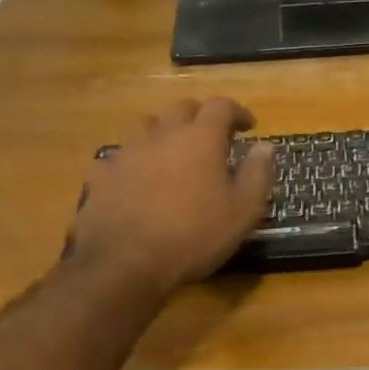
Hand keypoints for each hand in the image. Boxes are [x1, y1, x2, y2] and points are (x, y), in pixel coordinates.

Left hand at [67, 99, 274, 291]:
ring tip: (174, 154)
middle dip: (200, 116)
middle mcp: (162, 134)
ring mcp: (128, 152)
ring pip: (148, 127)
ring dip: (166, 133)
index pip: (221, 106)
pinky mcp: (102, 175)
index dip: (237, 112)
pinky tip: (138, 180)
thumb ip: (258, 174)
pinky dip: (136, 161)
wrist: (124, 263)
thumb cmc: (194, 235)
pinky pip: (122, 157)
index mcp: (200, 138)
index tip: (248, 127)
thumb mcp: (243, 211)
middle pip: (182, 108)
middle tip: (213, 137)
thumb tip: (266, 146)